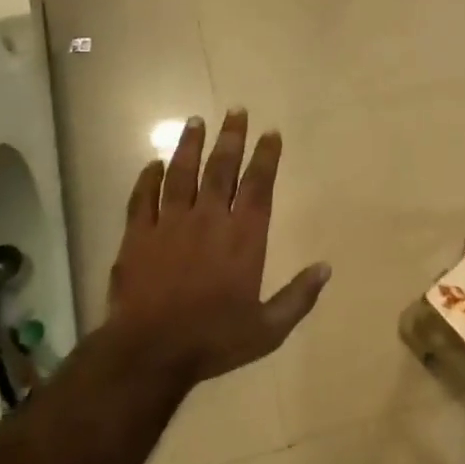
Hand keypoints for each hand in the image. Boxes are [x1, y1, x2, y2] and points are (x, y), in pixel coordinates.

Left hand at [106, 110, 330, 386]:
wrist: (150, 352)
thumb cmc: (213, 340)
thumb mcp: (268, 329)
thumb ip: (298, 297)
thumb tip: (326, 268)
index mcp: (243, 237)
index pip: (258, 185)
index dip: (266, 157)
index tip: (271, 132)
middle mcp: (209, 220)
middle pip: (221, 169)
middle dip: (231, 138)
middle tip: (236, 111)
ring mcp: (170, 224)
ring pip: (180, 174)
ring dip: (189, 146)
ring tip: (196, 121)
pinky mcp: (138, 236)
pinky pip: (143, 198)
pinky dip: (148, 178)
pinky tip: (152, 163)